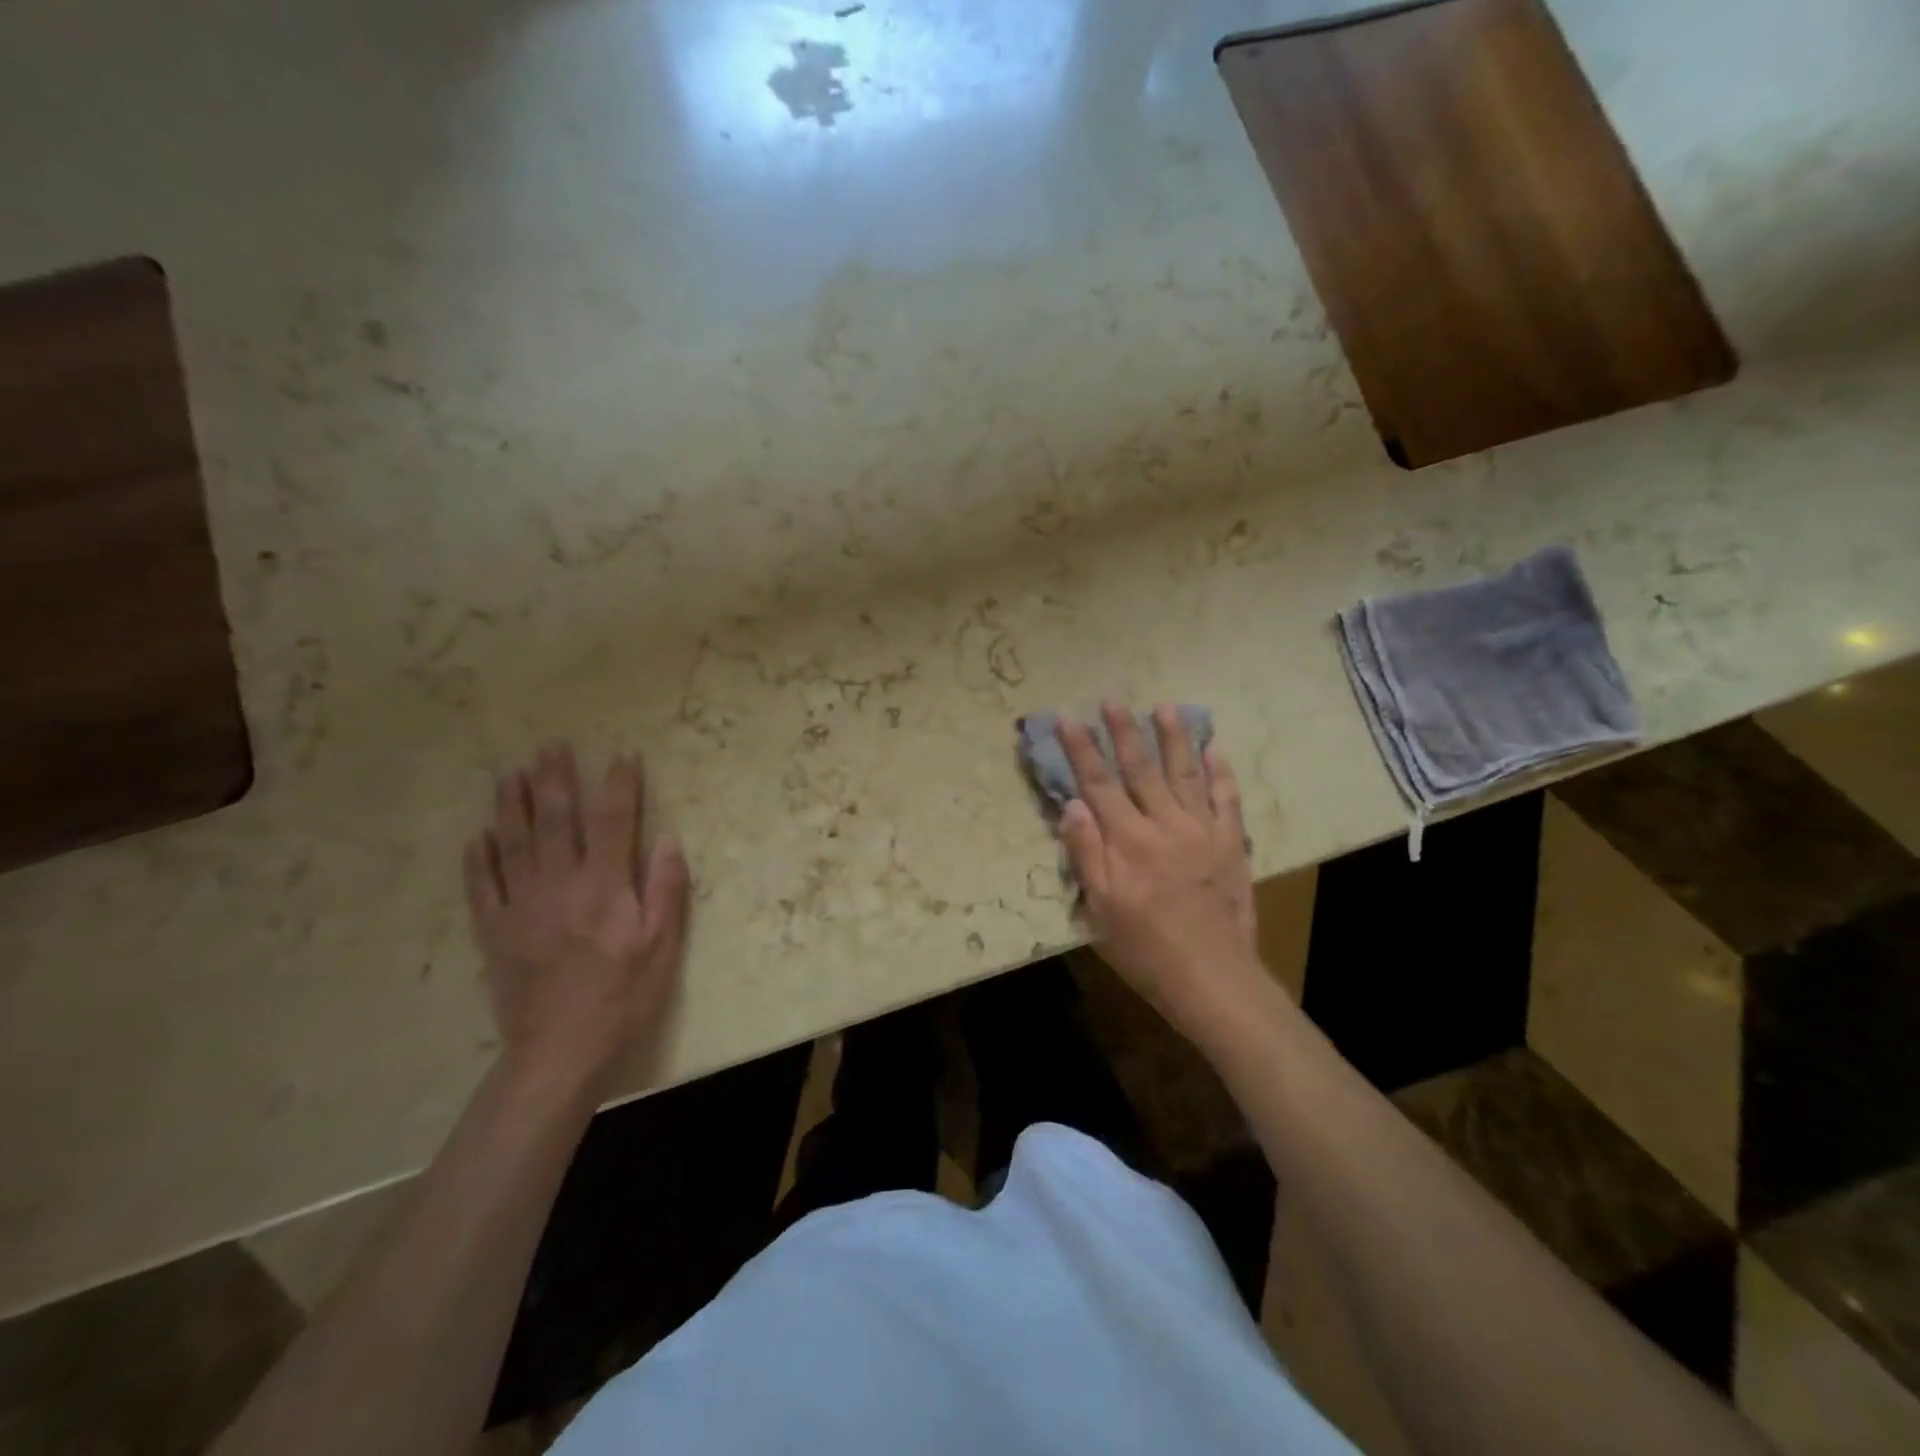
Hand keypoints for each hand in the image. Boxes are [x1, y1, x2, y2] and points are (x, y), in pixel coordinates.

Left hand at [463, 745, 689, 1097]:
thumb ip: (664, 888)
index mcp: (604, 885)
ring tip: (512, 774)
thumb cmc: (623, 995)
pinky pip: (481, 887)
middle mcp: (560, 884)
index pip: (613, 820)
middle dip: (556, 780)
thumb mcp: (662, 945)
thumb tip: (667, 838)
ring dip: (513, 805)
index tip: (622, 755)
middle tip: (551, 747)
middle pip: (556, 820)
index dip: (618, 785)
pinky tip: (478, 837)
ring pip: (514, 843)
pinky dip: (478, 859)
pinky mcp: (494, 931)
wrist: (560, 1049)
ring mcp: (521, 906)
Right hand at [1056, 703, 1262, 1036]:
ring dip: (1173, 738)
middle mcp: (1164, 824)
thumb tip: (1072, 804)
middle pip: (1139, 769)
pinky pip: (1226, 799)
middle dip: (1123, 731)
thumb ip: (1086, 854)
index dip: (1081, 748)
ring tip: (1164, 706)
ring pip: (1184, 773)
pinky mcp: (1230, 843)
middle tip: (1112, 698)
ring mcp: (1202, 830)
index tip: (1067, 717)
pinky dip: (1220, 772)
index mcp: (1128, 841)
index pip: (1098, 783)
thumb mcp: (1100, 909)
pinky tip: (1215, 748)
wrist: (1212, 977)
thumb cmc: (1145, 948)